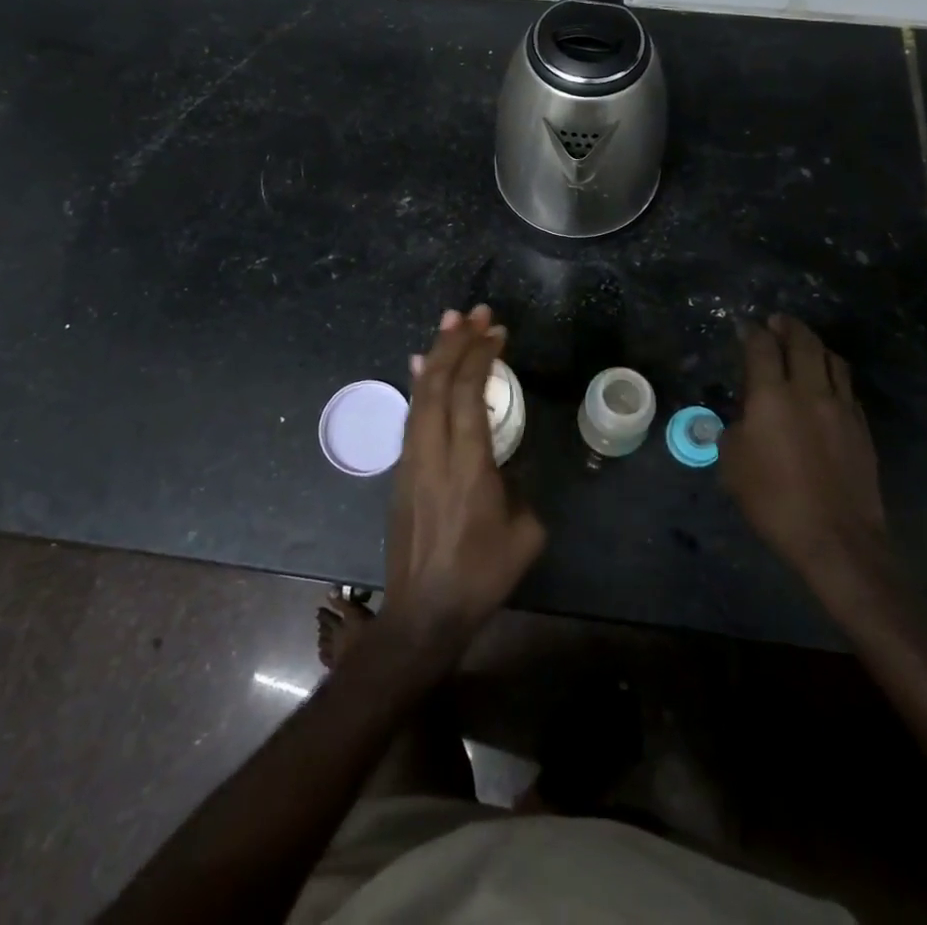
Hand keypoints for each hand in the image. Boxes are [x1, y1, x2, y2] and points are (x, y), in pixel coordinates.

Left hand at [382, 306, 545, 658]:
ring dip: (436, 355)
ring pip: (419, 394)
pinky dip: (420, 383)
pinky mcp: (401, 471)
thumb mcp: (524, 533)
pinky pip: (411, 414)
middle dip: (457, 343)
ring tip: (450, 324)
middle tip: (474, 312)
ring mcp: (411, 460)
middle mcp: (433, 453)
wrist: (424, 613)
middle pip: (438, 384)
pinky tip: (423, 367)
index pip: (467, 395)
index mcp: (468, 466)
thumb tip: (509, 462)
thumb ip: (521, 486)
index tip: (496, 331)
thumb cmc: (481, 576)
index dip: (480, 357)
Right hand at [722, 315, 888, 598]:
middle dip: (788, 326)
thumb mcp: (732, 463)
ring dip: (815, 345)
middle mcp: (808, 391)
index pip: (761, 348)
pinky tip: (826, 383)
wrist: (836, 538)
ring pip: (832, 360)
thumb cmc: (773, 500)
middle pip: (803, 342)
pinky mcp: (861, 427)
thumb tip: (744, 415)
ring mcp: (841, 407)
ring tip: (804, 345)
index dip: (752, 332)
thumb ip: (735, 428)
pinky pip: (847, 387)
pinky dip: (833, 374)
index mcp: (771, 396)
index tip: (746, 327)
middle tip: (777, 321)